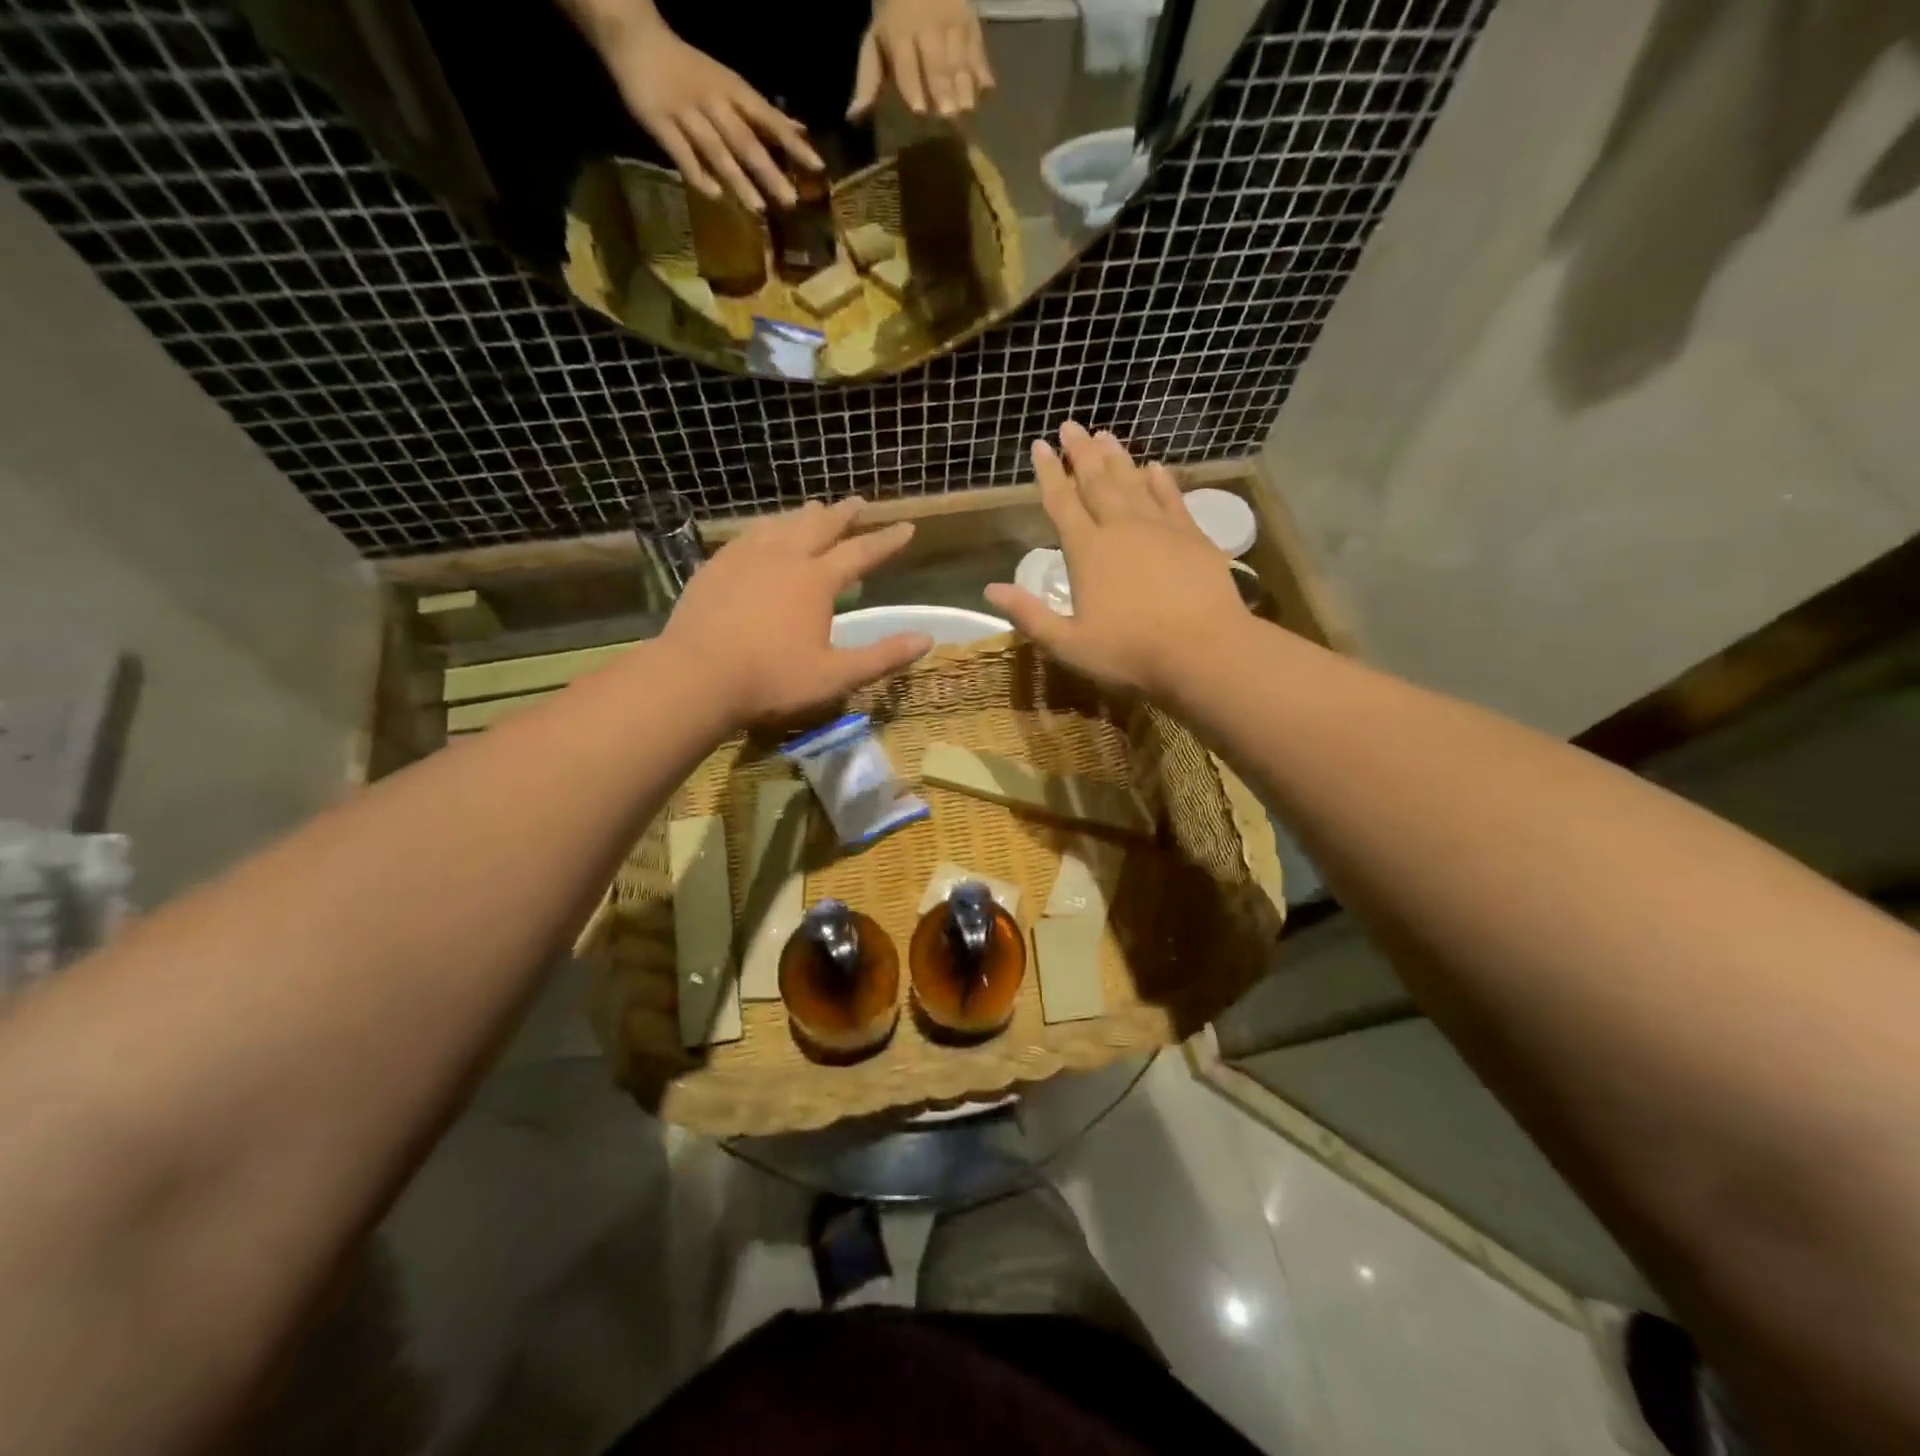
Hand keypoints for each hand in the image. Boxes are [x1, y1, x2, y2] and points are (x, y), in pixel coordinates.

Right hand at [588, 11, 822, 210]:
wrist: (633, 35)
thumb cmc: (690, 69)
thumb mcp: (730, 84)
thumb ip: (762, 114)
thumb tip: (799, 129)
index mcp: (732, 90)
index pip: (768, 118)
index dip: (793, 142)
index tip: (817, 167)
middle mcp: (712, 102)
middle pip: (745, 140)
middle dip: (769, 170)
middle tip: (791, 201)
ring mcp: (685, 112)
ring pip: (716, 150)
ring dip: (738, 179)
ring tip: (758, 207)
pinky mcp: (658, 122)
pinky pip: (680, 152)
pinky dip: (697, 173)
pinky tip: (714, 196)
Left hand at [661, 498, 930, 725]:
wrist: (696, 676)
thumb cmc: (772, 679)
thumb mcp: (836, 676)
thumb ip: (882, 657)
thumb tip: (926, 639)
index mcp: (816, 580)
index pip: (861, 552)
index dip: (886, 540)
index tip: (906, 527)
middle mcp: (784, 556)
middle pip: (820, 525)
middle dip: (844, 514)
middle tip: (859, 502)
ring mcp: (745, 557)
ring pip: (782, 524)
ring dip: (804, 515)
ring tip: (815, 508)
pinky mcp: (716, 566)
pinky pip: (748, 535)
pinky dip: (767, 528)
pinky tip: (763, 533)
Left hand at [849, 0, 995, 119]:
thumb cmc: (894, 17)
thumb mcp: (875, 42)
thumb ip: (869, 80)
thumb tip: (854, 116)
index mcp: (900, 32)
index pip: (906, 62)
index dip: (912, 84)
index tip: (918, 109)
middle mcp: (928, 27)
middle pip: (936, 61)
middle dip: (943, 87)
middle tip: (948, 115)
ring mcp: (953, 22)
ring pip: (960, 56)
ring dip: (965, 84)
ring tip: (967, 109)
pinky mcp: (973, 22)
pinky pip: (979, 49)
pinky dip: (983, 70)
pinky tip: (986, 90)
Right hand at [985, 423, 1248, 699]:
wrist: (1204, 650)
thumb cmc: (1130, 652)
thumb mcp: (1069, 644)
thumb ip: (1029, 615)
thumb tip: (990, 589)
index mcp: (1087, 552)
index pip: (1061, 503)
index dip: (1048, 473)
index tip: (1040, 445)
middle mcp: (1121, 529)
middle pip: (1097, 482)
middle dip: (1080, 453)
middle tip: (1070, 426)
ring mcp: (1160, 528)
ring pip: (1132, 483)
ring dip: (1117, 458)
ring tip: (1104, 435)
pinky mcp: (1192, 537)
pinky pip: (1172, 498)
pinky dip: (1161, 481)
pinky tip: (1154, 467)